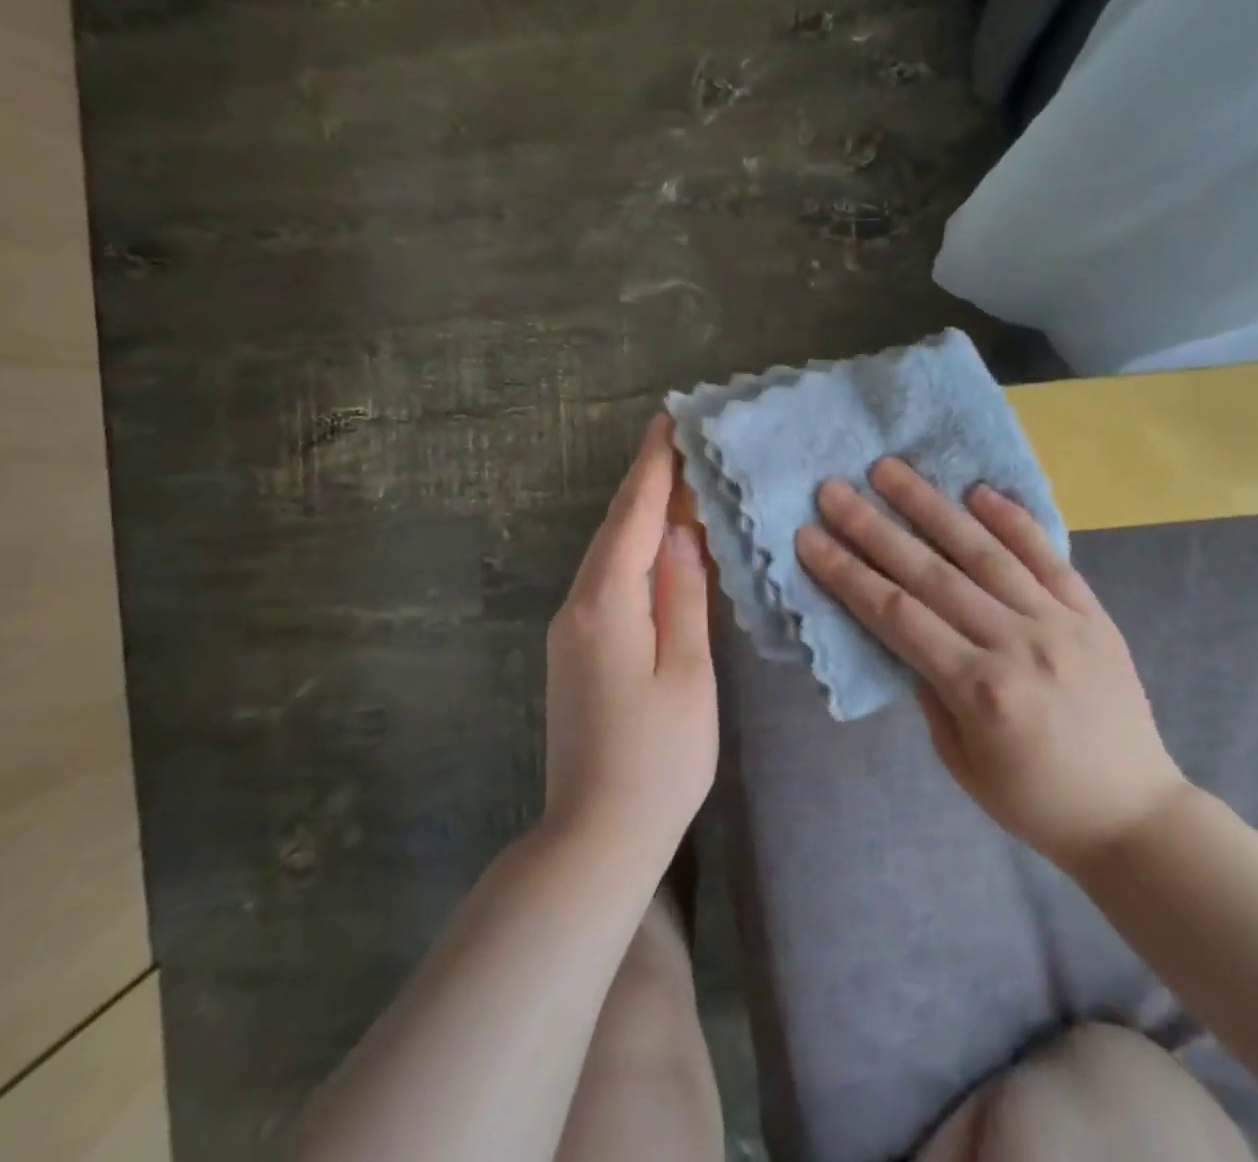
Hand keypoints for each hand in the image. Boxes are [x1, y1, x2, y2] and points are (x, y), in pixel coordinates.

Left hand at [544, 414, 717, 873]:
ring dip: (639, 515)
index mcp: (607, 604)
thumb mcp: (688, 673)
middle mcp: (577, 606)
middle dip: (645, 482)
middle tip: (675, 440)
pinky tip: (655, 547)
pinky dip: (632, 551)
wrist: (595, 836)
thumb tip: (685, 535)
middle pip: (616, 529)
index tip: (667, 421)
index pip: (635, 518)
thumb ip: (685, 597)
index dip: (653, 468)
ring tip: (674, 481)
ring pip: (608, 554)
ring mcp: (569, 630)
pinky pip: (605, 582)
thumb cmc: (658, 758)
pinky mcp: (574, 651)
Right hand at [796, 458, 1189, 871]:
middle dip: (874, 527)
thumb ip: (930, 691)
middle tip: (834, 489)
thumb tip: (908, 632)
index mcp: (979, 690)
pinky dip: (1012, 520)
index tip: (809, 536)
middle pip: (930, 573)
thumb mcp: (962, 762)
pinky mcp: (1091, 613)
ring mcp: (1059, 622)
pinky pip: (1047, 557)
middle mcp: (1016, 644)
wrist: (1136, 817)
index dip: (847, 573)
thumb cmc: (1036, 802)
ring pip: (983, 552)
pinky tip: (977, 489)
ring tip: (890, 469)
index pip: (896, 615)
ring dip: (931, 506)